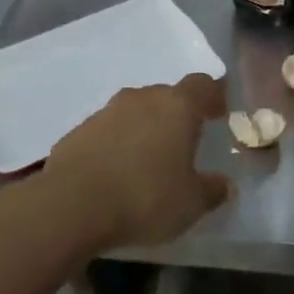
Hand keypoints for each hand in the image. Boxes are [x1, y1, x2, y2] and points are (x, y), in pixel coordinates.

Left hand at [41, 74, 233, 250]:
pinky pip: (106, 133)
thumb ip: (212, 191)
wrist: (69, 208)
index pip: (203, 85)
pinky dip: (115, 146)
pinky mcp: (75, 133)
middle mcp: (141, 99)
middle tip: (184, 143)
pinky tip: (115, 174)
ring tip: (148, 162)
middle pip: (166, 96)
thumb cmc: (144, 198)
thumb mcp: (191, 204)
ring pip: (133, 112)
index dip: (214, 97)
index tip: (219, 115)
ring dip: (143, 130)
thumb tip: (224, 185)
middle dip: (177, 116)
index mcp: (177, 107)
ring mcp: (104, 113)